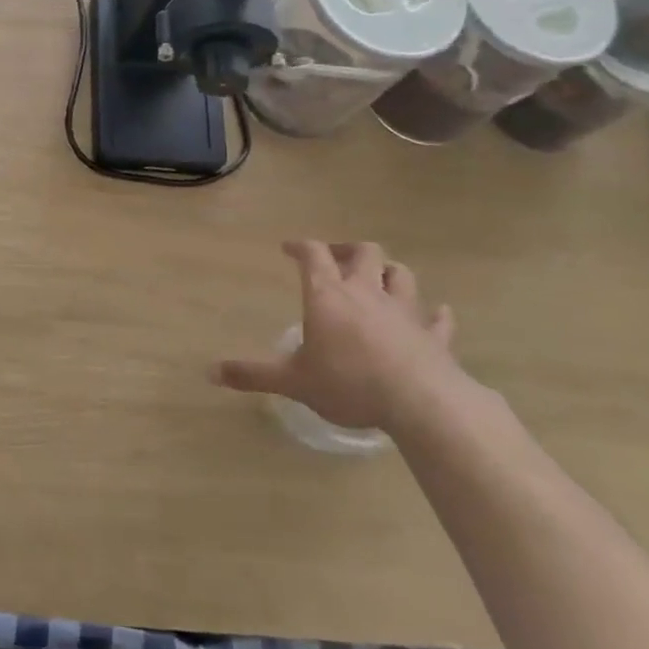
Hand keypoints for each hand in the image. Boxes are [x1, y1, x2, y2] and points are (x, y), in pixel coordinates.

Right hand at [216, 241, 456, 431]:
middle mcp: (367, 293)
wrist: (421, 402)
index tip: (289, 248)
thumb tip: (210, 372)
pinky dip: (434, 315)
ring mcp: (405, 311)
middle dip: (348, 250)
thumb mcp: (292, 382)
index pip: (313, 255)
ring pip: (401, 275)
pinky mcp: (434, 335)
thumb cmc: (348, 383)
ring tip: (379, 279)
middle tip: (336, 259)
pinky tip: (435, 315)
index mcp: (328, 296)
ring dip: (389, 272)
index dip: (300, 246)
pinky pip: (438, 318)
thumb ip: (253, 375)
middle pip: (363, 252)